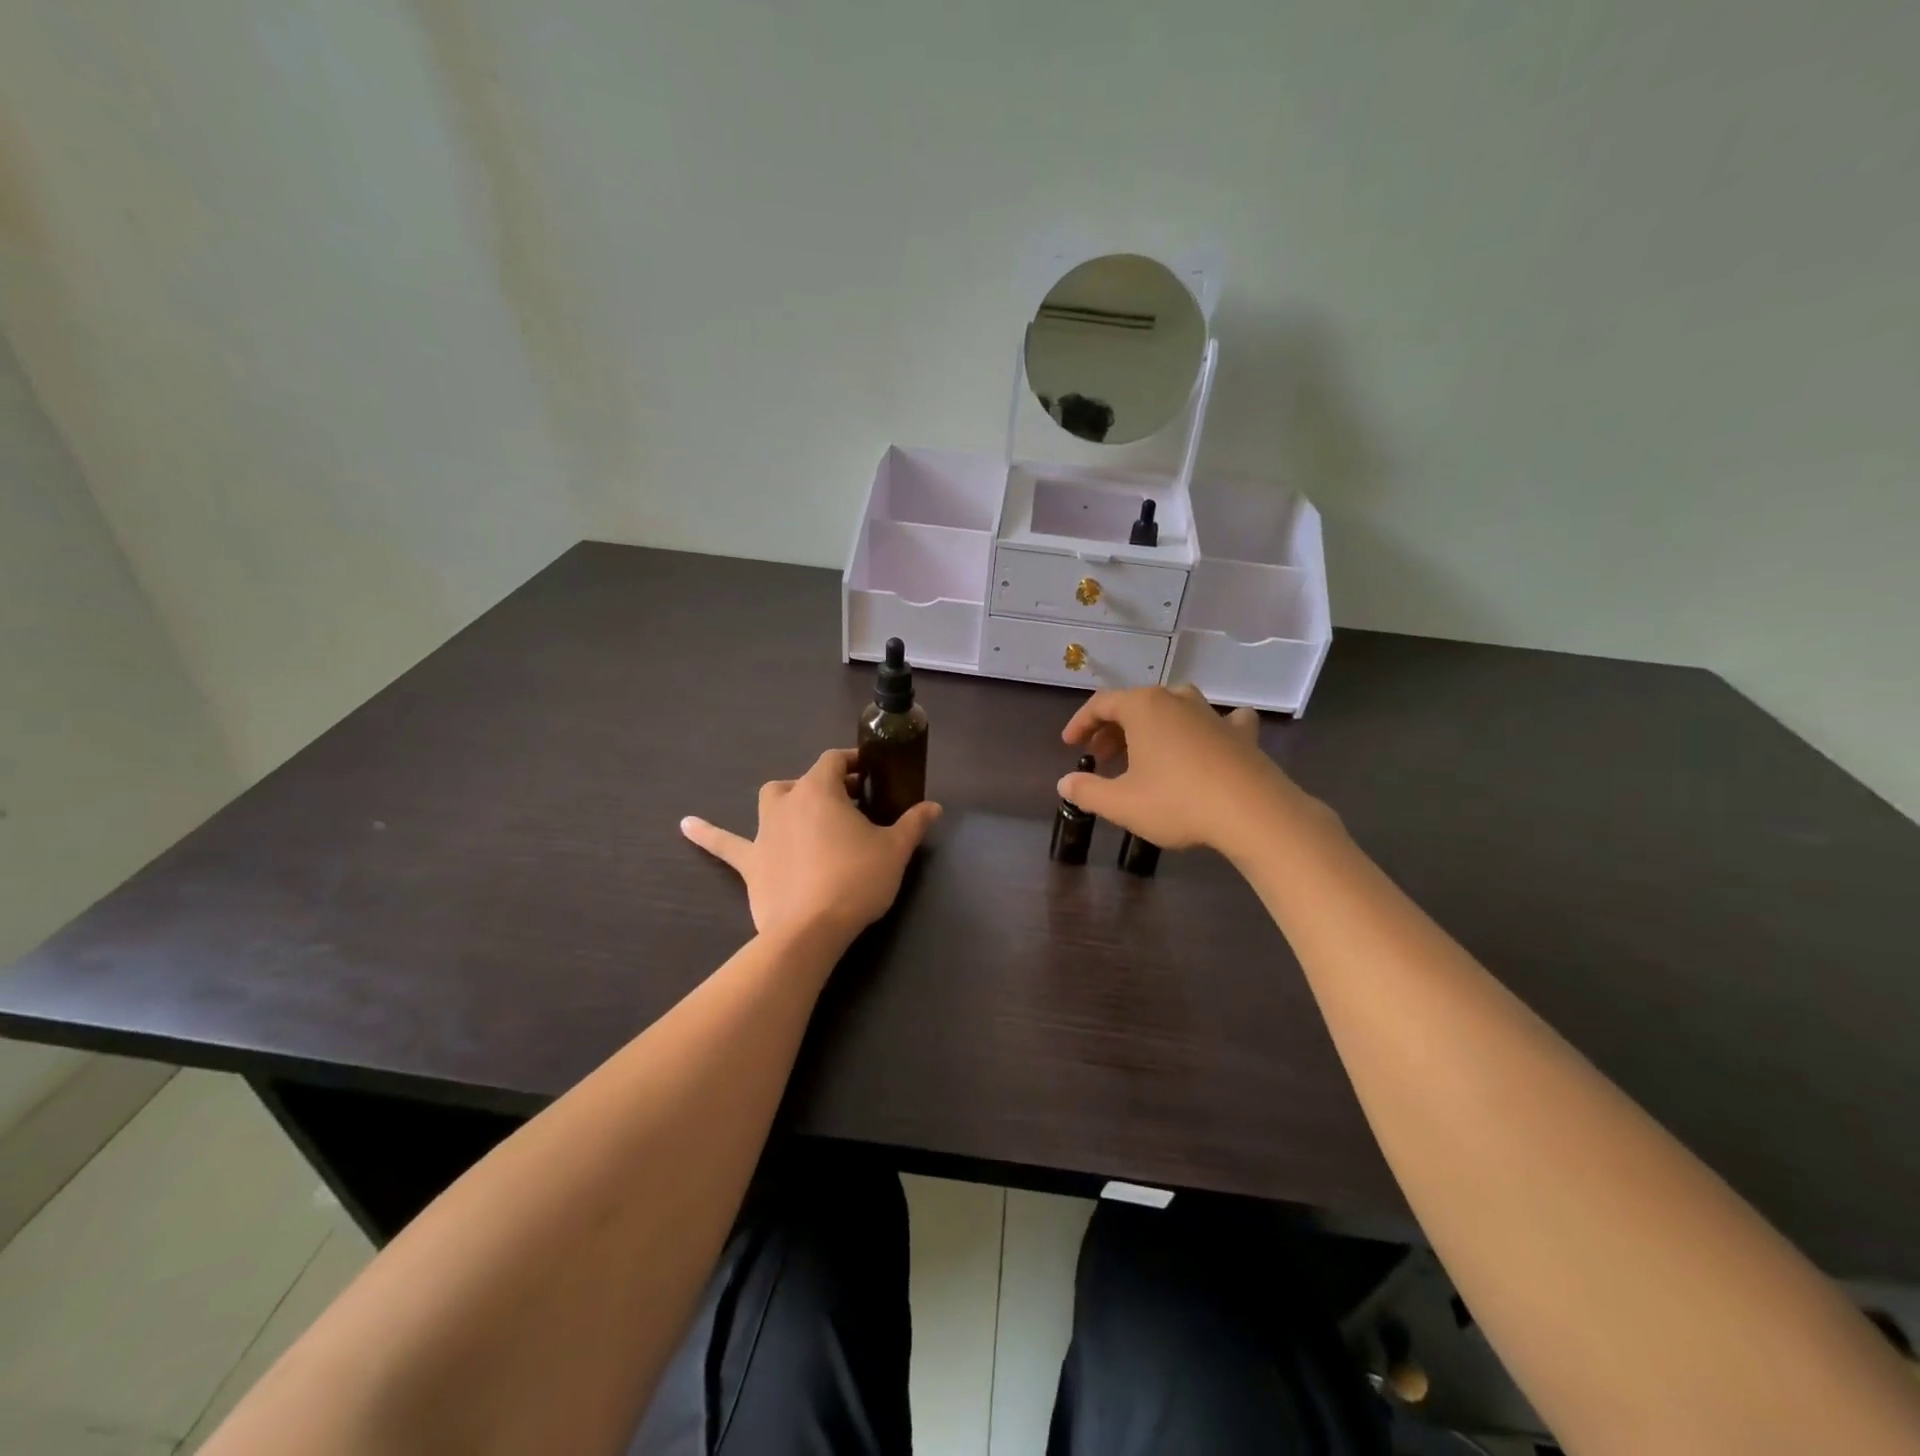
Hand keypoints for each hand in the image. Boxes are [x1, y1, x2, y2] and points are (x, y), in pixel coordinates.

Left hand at [682, 748, 941, 944]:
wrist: (810, 930)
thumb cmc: (856, 881)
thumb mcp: (895, 851)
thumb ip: (913, 824)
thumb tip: (934, 807)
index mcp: (821, 790)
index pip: (835, 761)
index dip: (853, 762)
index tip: (870, 773)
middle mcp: (788, 801)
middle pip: (805, 780)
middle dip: (827, 785)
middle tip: (851, 803)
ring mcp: (764, 831)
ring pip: (771, 801)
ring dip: (787, 799)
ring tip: (804, 811)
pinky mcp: (750, 862)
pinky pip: (725, 843)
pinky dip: (707, 833)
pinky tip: (685, 825)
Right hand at [1059, 685, 1312, 857]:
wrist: (1253, 812)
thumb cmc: (1178, 802)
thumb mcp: (1121, 803)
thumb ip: (1087, 791)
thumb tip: (1065, 783)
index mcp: (1144, 707)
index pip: (1101, 704)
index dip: (1080, 723)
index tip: (1070, 744)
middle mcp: (1176, 700)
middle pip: (1135, 704)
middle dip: (1112, 729)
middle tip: (1100, 758)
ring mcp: (1212, 713)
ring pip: (1173, 708)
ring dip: (1152, 727)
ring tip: (1143, 752)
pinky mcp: (1241, 733)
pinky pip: (1219, 720)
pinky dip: (1207, 727)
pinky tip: (1211, 737)